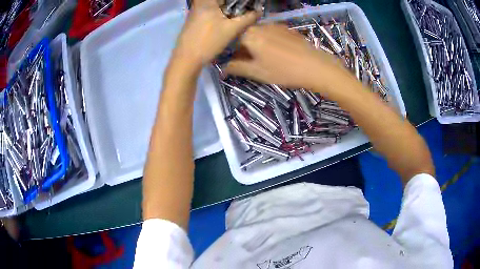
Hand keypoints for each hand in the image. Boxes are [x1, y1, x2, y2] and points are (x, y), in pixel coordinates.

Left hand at [173, 0, 259, 70]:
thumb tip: (259, 12)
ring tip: (234, 16)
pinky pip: (207, 12)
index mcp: (207, 2)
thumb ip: (247, 18)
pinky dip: (216, 14)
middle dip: (230, 5)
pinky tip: (222, 22)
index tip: (244, 6)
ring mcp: (193, 13)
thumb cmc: (209, 41)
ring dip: (223, 9)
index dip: (236, 2)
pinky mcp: (191, 21)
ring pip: (212, 6)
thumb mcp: (232, 29)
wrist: (187, 59)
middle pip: (217, 1)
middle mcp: (198, 5)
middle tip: (240, 12)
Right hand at [225, 24, 349, 90]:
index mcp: (249, 35)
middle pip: (246, 38)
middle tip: (256, 65)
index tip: (242, 66)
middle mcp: (260, 26)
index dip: (235, 56)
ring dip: (259, 46)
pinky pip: (273, 35)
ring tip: (270, 60)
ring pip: (260, 35)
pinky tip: (281, 54)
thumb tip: (223, 67)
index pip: (233, 44)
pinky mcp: (287, 29)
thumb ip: (237, 67)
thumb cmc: (283, 71)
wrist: (315, 66)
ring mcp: (276, 25)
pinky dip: (271, 43)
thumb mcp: (257, 72)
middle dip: (247, 50)